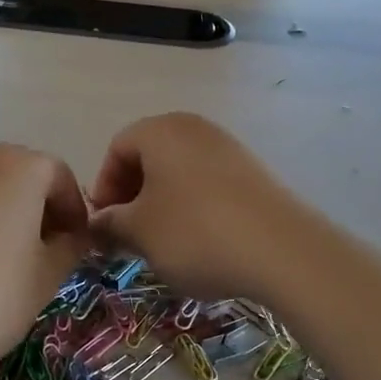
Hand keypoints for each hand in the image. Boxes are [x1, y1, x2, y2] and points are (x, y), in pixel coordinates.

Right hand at [89, 113, 310, 302]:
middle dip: (132, 195)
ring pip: (179, 171)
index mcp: (160, 131)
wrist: (282, 251)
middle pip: (149, 156)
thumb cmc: (194, 232)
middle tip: (129, 234)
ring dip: (162, 203)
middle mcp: (194, 128)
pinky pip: (208, 183)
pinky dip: (193, 206)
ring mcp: (228, 147)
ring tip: (162, 242)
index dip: (104, 186)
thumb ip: (111, 223)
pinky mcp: (253, 172)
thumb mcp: (140, 232)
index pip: (117, 148)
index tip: (106, 223)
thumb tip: (98, 222)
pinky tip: (199, 241)